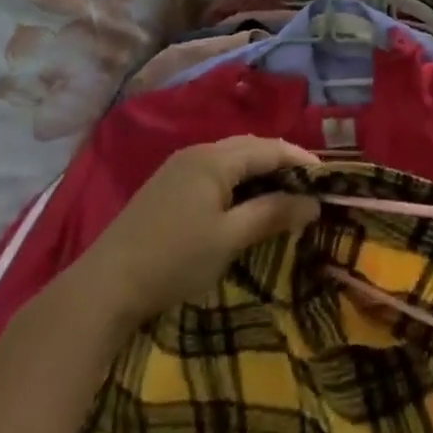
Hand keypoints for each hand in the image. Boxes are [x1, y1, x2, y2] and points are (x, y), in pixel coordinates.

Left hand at [75, 136, 321, 326]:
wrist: (104, 286)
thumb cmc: (174, 260)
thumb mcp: (229, 239)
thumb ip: (272, 214)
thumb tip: (313, 202)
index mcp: (215, 158)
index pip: (269, 148)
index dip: (301, 159)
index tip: (327, 179)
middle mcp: (198, 151)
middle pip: (250, 147)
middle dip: (282, 162)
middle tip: (308, 186)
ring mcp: (179, 167)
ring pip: (231, 157)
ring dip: (259, 171)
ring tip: (282, 194)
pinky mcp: (167, 185)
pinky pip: (214, 170)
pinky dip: (238, 180)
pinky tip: (244, 201)